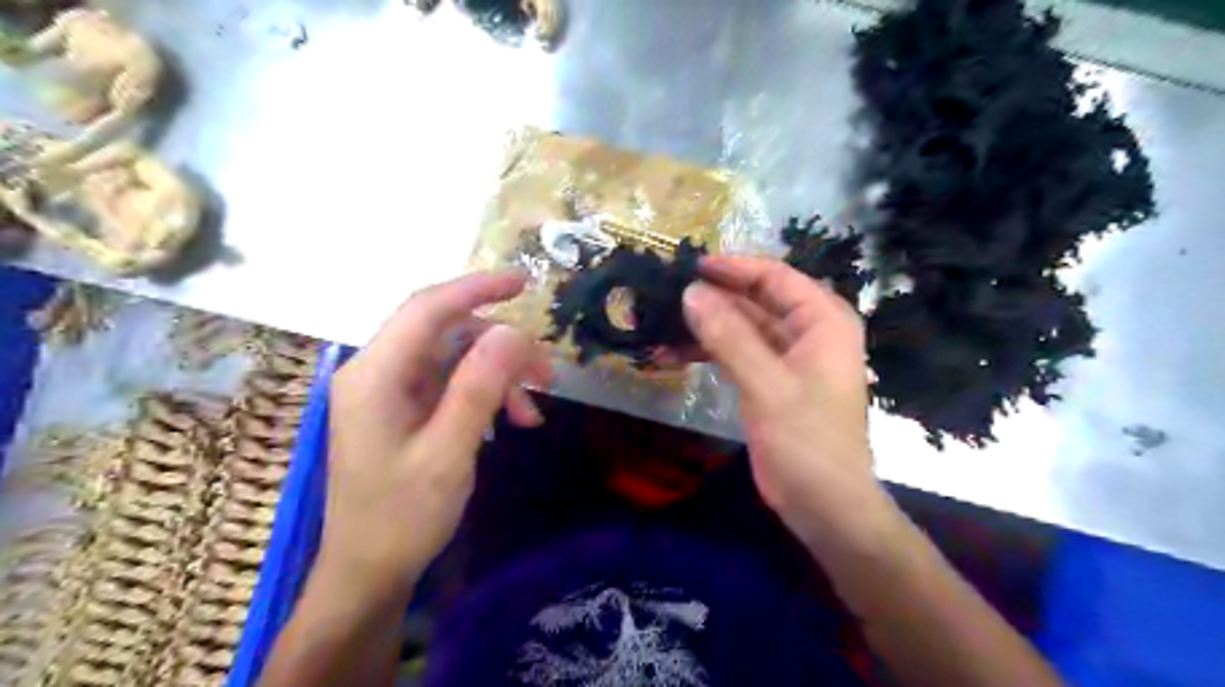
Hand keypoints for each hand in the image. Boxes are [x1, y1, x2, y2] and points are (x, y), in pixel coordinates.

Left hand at [324, 272, 556, 592]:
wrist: (369, 572)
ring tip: (533, 410)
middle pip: (447, 333)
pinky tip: (512, 420)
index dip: (477, 288)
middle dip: (501, 348)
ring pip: (455, 357)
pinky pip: (452, 383)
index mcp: (375, 374)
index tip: (525, 282)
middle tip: (547, 375)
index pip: (428, 309)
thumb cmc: (402, 517)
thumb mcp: (449, 452)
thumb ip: (479, 387)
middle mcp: (377, 371)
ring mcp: (390, 390)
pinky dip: (486, 394)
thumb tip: (512, 331)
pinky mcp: (404, 408)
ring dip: (499, 375)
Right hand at [679, 258, 892, 552]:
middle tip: (667, 294)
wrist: (824, 504)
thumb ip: (729, 336)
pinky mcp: (770, 380)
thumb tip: (691, 292)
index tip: (690, 265)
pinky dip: (708, 352)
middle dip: (713, 298)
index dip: (733, 267)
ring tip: (661, 325)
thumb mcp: (767, 384)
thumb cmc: (807, 441)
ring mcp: (788, 357)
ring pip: (742, 327)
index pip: (775, 277)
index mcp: (823, 320)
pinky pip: (737, 353)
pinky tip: (672, 354)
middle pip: (756, 299)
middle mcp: (808, 330)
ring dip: (705, 327)